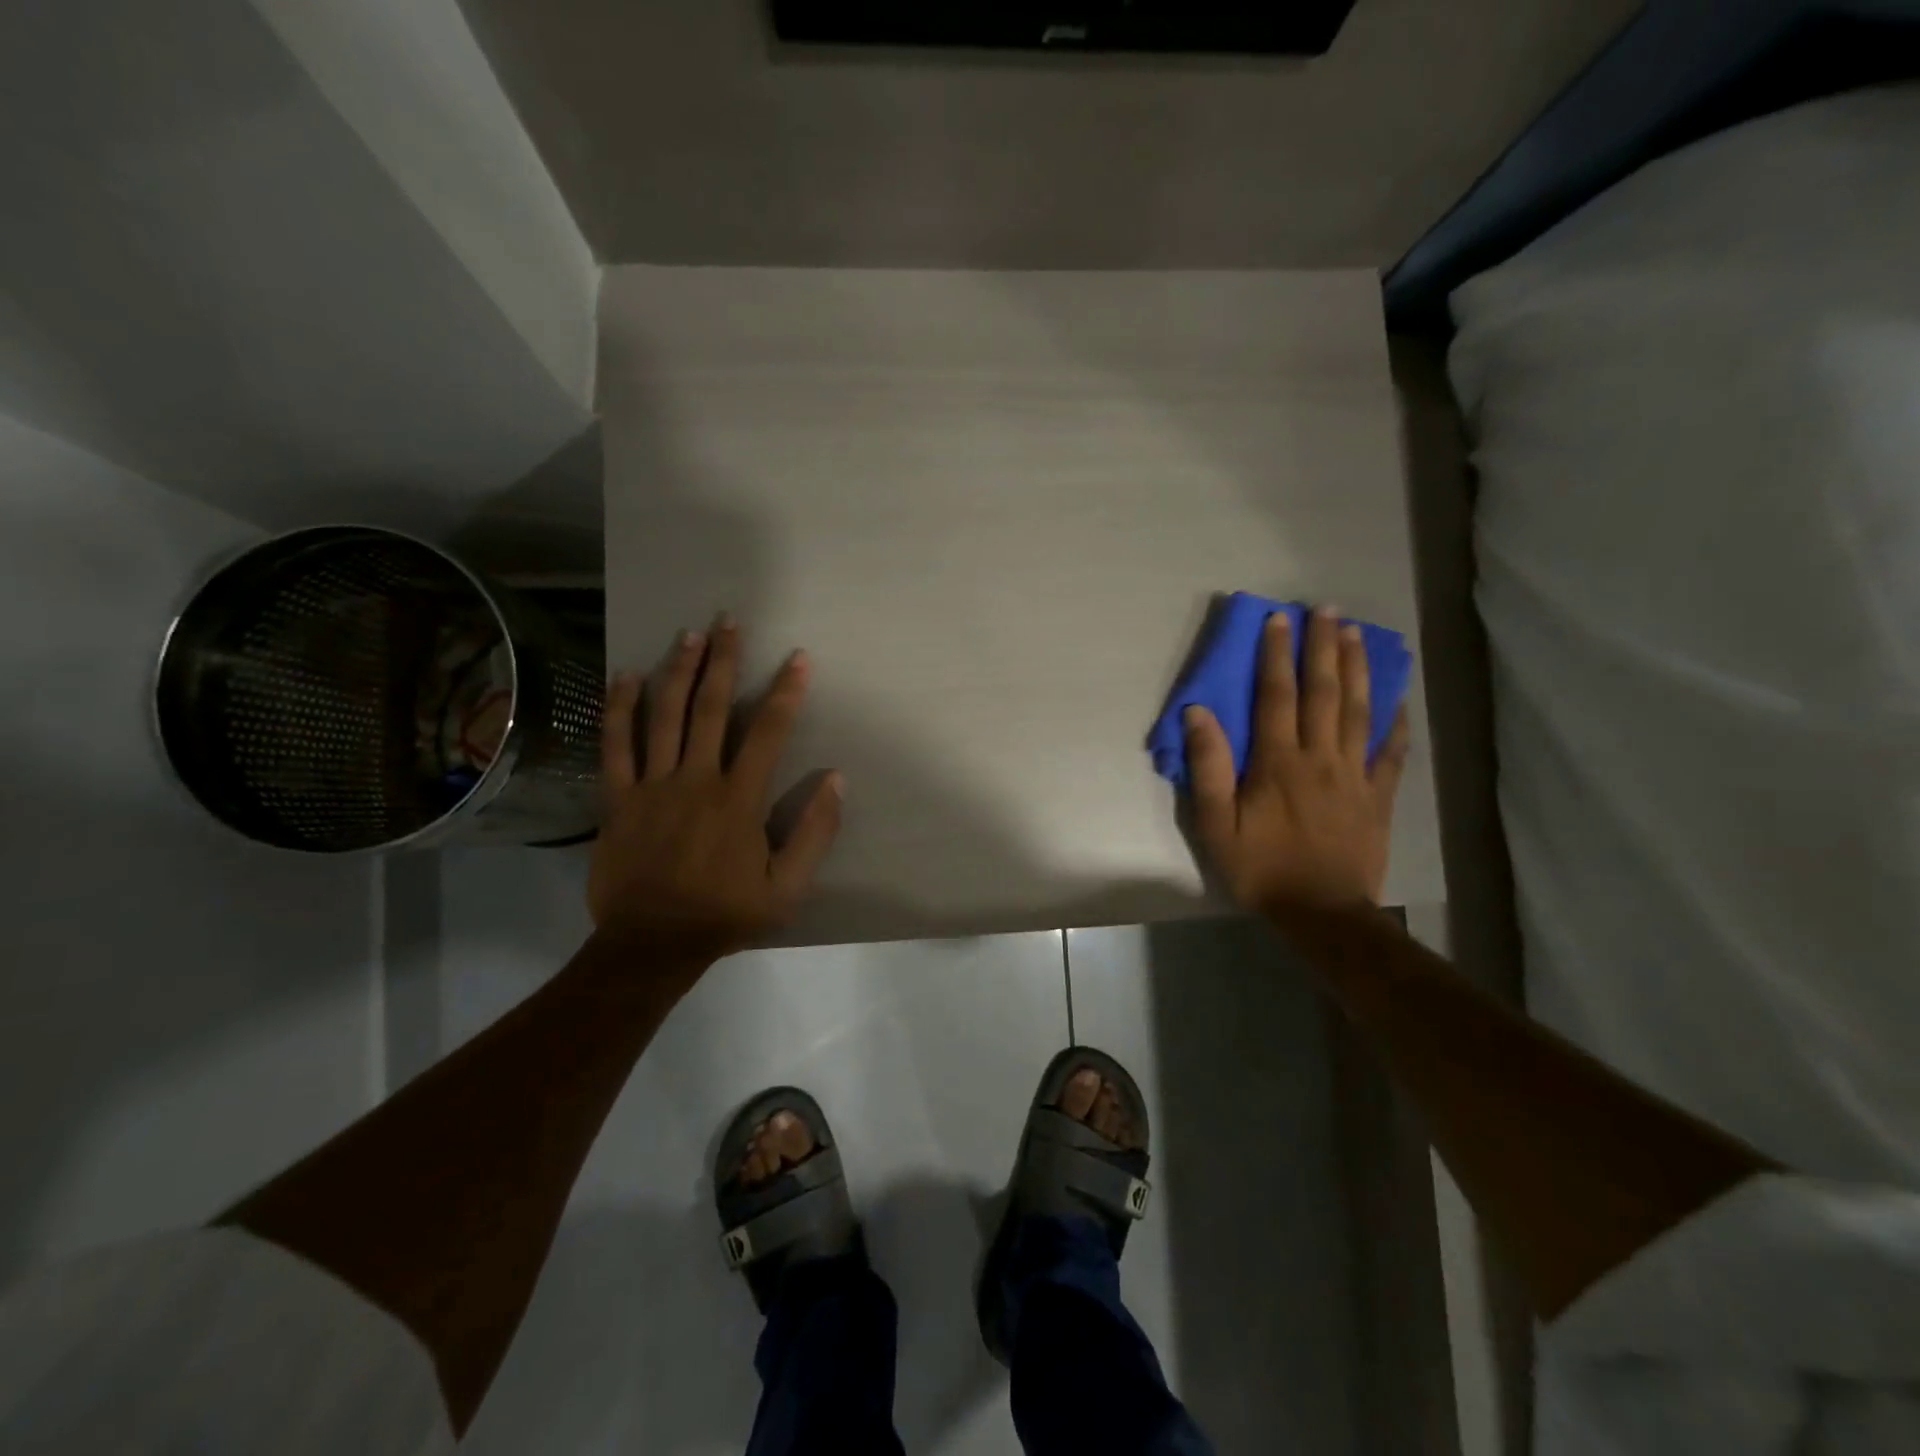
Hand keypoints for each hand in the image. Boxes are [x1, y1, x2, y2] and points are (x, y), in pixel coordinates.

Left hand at [588, 617, 842, 960]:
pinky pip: (614, 745)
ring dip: (677, 671)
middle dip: (723, 661)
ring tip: (689, 635)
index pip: (768, 732)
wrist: (651, 944)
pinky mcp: (617, 798)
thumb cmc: (725, 914)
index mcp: (739, 799)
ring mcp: (652, 785)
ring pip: (664, 716)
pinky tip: (625, 676)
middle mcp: (696, 779)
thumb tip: (835, 779)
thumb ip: (814, 833)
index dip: (786, 691)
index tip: (798, 657)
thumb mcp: (788, 889)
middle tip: (729, 621)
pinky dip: (619, 708)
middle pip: (711, 708)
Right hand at [1183, 606, 1409, 914]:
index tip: (1278, 620)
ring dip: (1358, 669)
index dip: (1276, 654)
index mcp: (1278, 762)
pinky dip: (1397, 722)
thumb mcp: (1217, 824)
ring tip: (1357, 634)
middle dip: (1323, 647)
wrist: (1323, 912)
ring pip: (1359, 711)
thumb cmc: (1261, 868)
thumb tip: (1198, 713)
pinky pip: (1392, 751)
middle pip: (1324, 692)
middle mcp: (1320, 757)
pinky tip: (1399, 698)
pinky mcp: (1379, 796)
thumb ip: (1209, 767)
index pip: (1276, 696)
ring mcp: (1355, 774)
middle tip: (1326, 609)